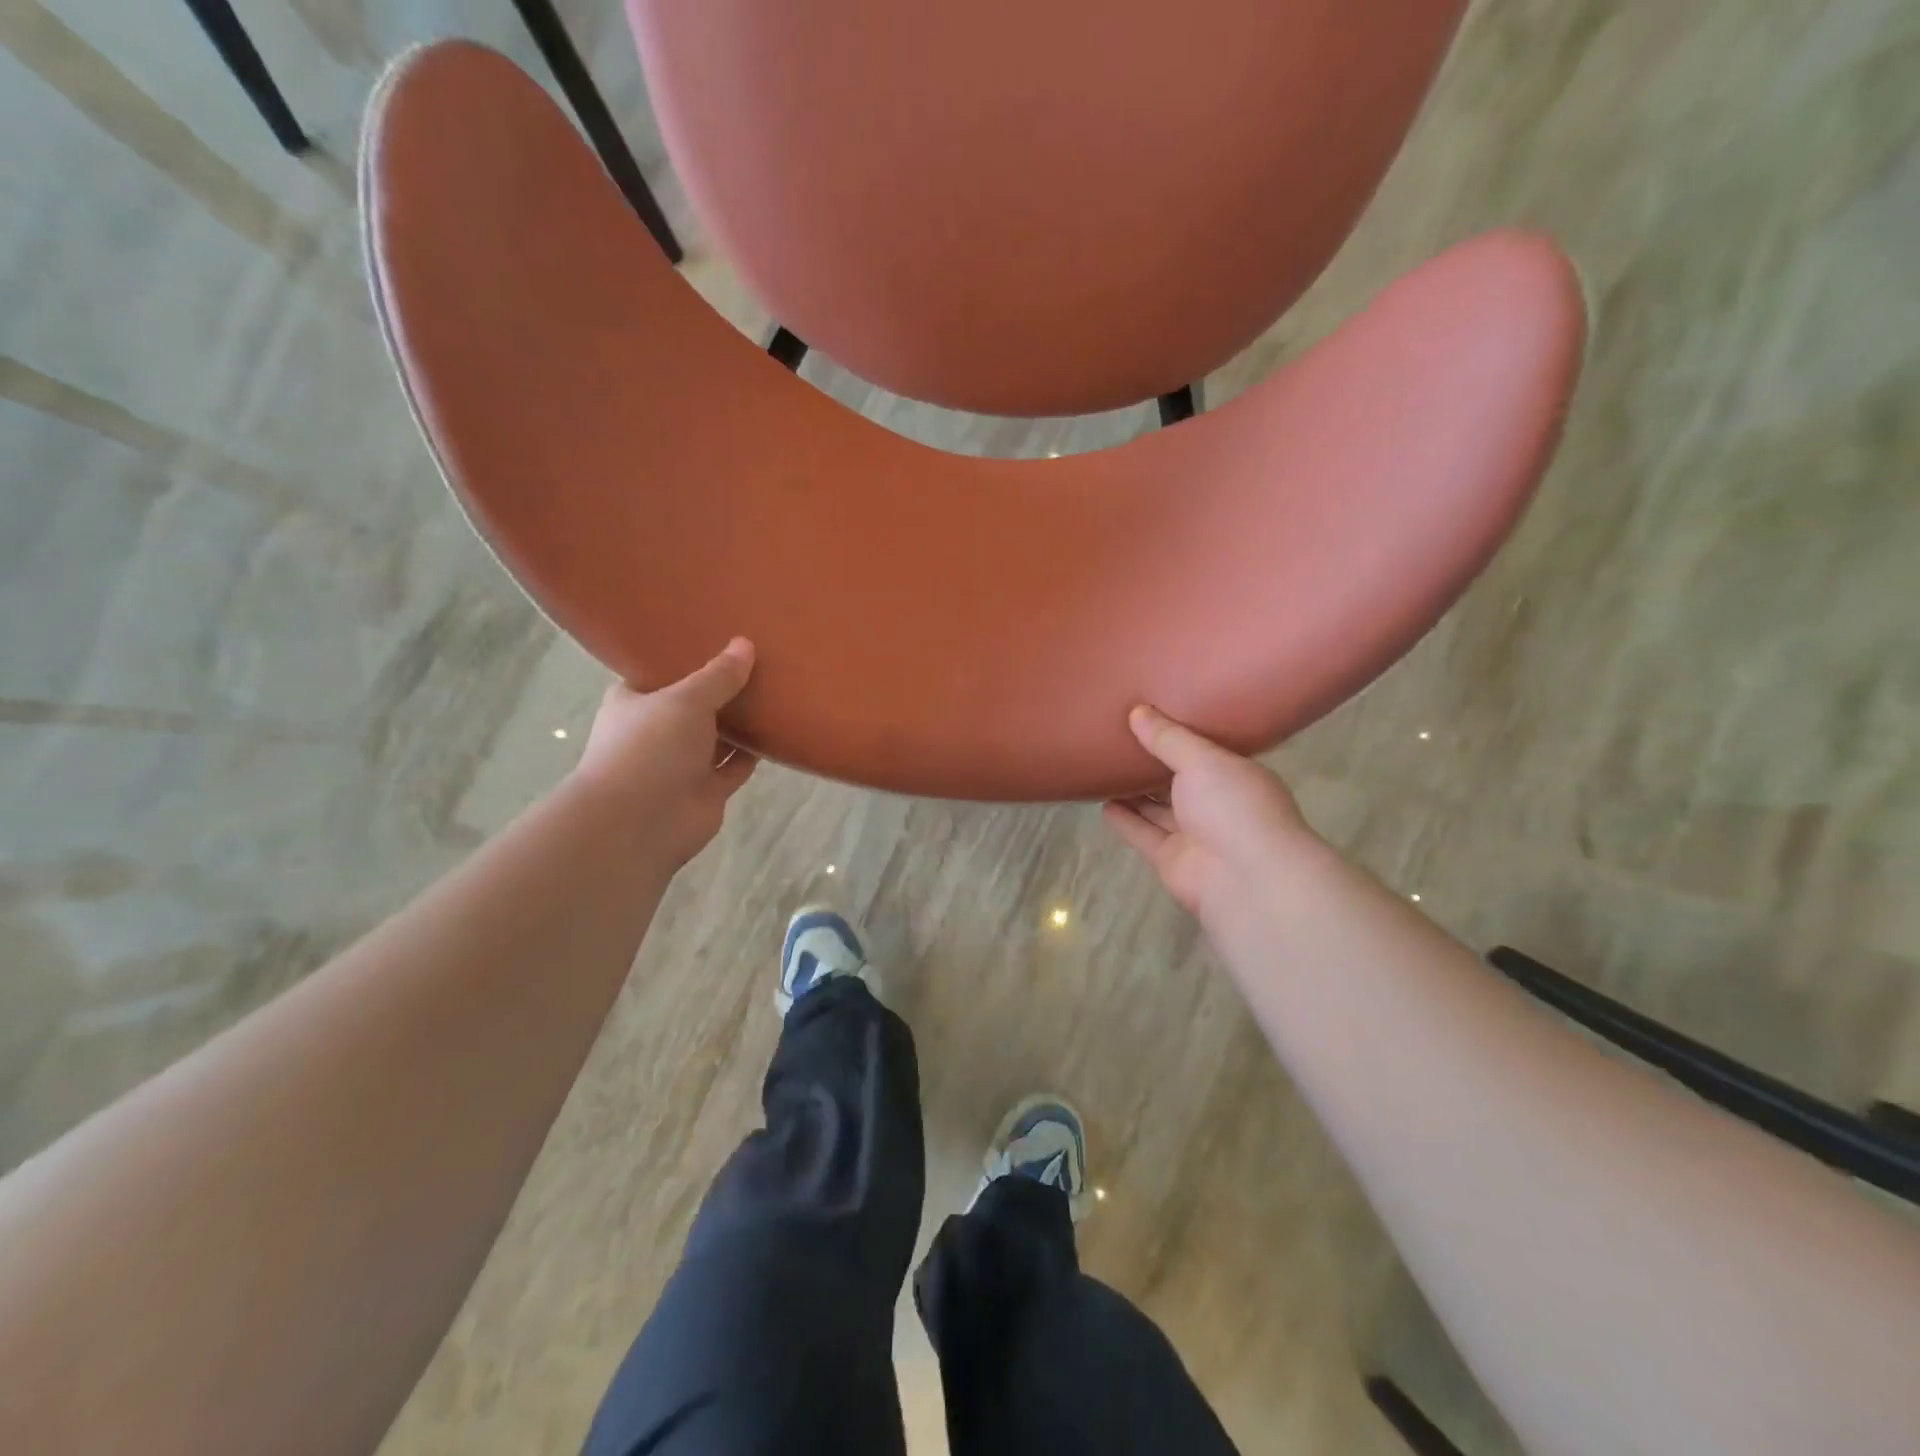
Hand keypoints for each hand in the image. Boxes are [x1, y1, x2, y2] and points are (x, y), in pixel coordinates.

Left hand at [570, 638, 758, 867]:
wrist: (640, 823)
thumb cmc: (649, 748)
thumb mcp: (685, 700)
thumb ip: (718, 676)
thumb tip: (745, 644)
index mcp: (635, 701)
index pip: (661, 672)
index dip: (688, 656)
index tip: (720, 636)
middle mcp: (657, 731)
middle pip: (696, 703)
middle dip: (723, 687)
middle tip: (760, 658)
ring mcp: (682, 763)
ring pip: (718, 735)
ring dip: (742, 719)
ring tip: (777, 688)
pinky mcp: (707, 789)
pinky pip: (735, 765)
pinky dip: (754, 752)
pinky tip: (779, 730)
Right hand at [1102, 706, 1316, 927]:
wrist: (1246, 879)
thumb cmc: (1234, 806)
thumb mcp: (1202, 760)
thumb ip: (1168, 738)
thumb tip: (1137, 712)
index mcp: (1235, 776)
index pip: (1205, 753)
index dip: (1179, 736)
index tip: (1151, 716)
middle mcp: (1217, 806)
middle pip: (1179, 782)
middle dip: (1153, 764)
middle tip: (1118, 739)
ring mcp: (1194, 836)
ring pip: (1158, 810)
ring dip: (1135, 794)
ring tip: (1104, 768)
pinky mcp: (1171, 860)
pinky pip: (1143, 835)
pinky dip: (1125, 821)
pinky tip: (1103, 804)